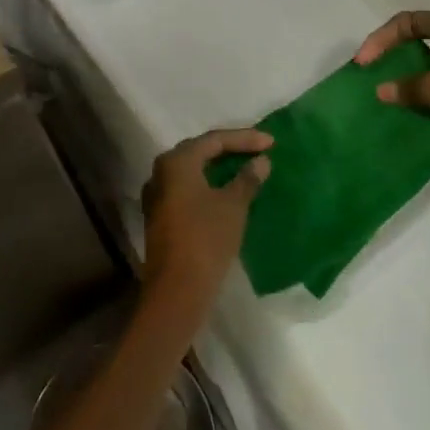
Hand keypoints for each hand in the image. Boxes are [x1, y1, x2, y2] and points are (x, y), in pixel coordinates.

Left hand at [140, 128, 272, 317]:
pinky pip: (187, 189)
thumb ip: (247, 179)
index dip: (244, 139)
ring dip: (218, 167)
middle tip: (258, 150)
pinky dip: (208, 185)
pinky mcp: (160, 215)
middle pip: (200, 151)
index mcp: (177, 162)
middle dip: (230, 149)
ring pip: (192, 171)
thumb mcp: (233, 206)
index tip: (271, 142)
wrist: (177, 290)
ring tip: (245, 167)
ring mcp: (157, 194)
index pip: (214, 140)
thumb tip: (261, 161)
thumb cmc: (206, 239)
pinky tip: (226, 191)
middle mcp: (161, 171)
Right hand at [354, 9, 429, 148]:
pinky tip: (428, 91)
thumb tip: (382, 90)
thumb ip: (406, 88)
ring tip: (398, 79)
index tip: (364, 63)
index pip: (404, 21)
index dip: (379, 39)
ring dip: (415, 61)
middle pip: (419, 29)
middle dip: (394, 47)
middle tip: (377, 66)